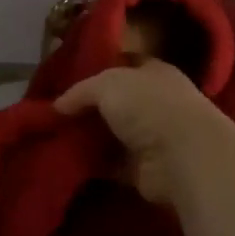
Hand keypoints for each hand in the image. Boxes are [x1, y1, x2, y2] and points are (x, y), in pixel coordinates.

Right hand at [55, 58, 234, 206]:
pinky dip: (93, 165)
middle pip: (116, 103)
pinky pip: (111, 164)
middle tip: (55, 114)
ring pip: (112, 134)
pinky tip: (67, 162)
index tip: (69, 79)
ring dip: (88, 139)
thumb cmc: (149, 106)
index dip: (99, 70)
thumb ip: (81, 91)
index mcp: (154, 73)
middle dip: (88, 109)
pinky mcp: (144, 169)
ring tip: (53, 138)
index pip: (124, 65)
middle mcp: (156, 103)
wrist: (181, 156)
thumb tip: (58, 105)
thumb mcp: (107, 84)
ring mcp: (152, 138)